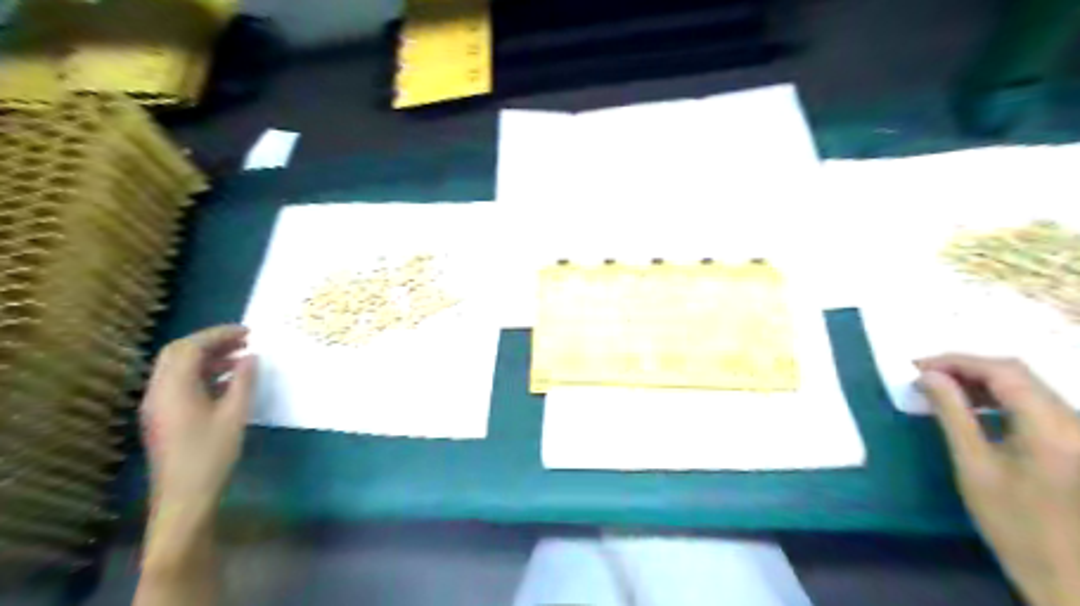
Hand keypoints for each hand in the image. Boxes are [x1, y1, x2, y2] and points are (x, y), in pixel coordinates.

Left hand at [141, 326, 255, 511]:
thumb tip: (251, 357)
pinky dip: (202, 373)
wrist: (184, 496)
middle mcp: (157, 391)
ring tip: (240, 358)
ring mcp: (157, 405)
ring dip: (207, 357)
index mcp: (173, 388)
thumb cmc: (211, 454)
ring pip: (177, 368)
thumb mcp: (235, 415)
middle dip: (210, 342)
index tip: (248, 332)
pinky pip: (179, 383)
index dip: (218, 334)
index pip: (190, 347)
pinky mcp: (163, 416)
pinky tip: (227, 381)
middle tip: (243, 341)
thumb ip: (243, 381)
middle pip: (177, 353)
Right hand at [919, 356, 1079, 604]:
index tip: (917, 367)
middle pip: (1019, 374)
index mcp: (1051, 427)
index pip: (1003, 371)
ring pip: (1028, 386)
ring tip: (942, 389)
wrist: (1072, 576)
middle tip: (924, 376)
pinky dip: (999, 398)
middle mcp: (1073, 422)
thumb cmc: (1016, 523)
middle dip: (967, 368)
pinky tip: (973, 408)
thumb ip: (952, 414)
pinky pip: (1035, 404)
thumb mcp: (974, 466)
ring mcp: (1078, 432)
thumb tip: (928, 376)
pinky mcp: (1075, 443)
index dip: (957, 361)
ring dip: (982, 381)